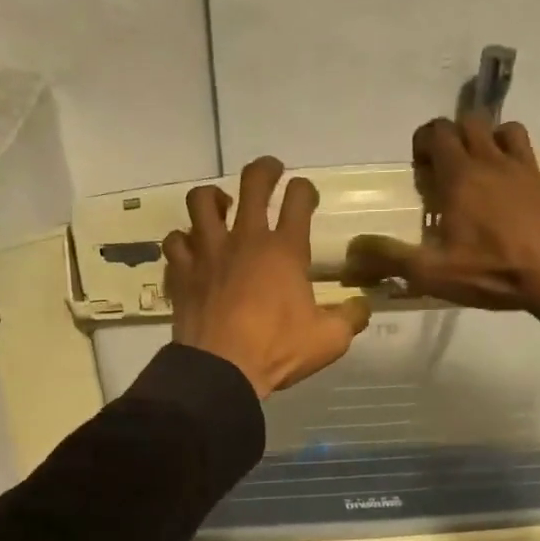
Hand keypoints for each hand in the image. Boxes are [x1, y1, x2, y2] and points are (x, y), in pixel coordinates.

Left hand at [165, 157, 371, 397]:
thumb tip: (363, 306)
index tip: (307, 194)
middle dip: (264, 170)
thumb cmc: (277, 350)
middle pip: (252, 183)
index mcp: (285, 250)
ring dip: (213, 197)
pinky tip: (191, 249)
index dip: (305, 189)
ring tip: (222, 207)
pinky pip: (176, 241)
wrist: (221, 369)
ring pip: (202, 201)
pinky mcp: (183, 271)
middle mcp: (246, 239)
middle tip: (271, 172)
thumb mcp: (329, 340)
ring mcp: (209, 252)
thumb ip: (351, 318)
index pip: (299, 199)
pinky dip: (183, 240)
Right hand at [344, 116, 539, 330]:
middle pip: (474, 124)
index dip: (426, 139)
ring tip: (491, 160)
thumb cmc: (490, 271)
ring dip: (500, 139)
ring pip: (515, 133)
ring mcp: (531, 171)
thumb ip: (388, 257)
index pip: (439, 134)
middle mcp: (494, 163)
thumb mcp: (430, 271)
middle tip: (450, 162)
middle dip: (458, 134)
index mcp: (461, 178)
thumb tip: (352, 250)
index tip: (421, 162)